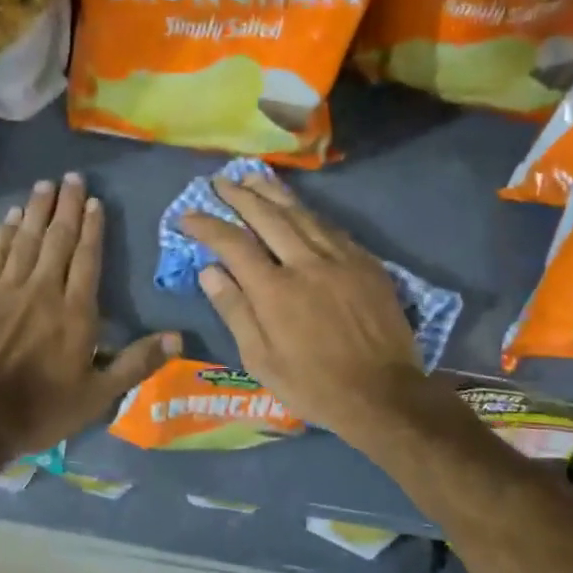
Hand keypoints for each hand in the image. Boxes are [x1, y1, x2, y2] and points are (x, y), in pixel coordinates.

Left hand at [0, 174, 176, 457]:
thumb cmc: (40, 410)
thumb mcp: (98, 396)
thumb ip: (137, 363)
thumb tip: (178, 337)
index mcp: (76, 313)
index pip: (88, 260)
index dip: (92, 229)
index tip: (94, 202)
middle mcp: (44, 291)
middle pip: (58, 240)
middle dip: (67, 207)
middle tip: (72, 178)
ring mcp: (6, 289)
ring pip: (26, 239)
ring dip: (37, 211)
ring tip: (45, 185)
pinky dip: (4, 232)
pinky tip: (11, 216)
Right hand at [181, 174, 445, 443]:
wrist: (384, 395)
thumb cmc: (313, 385)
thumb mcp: (261, 360)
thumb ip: (235, 310)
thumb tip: (209, 271)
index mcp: (275, 291)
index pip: (233, 244)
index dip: (207, 225)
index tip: (188, 215)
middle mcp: (307, 264)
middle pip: (268, 216)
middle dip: (239, 195)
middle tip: (220, 182)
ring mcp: (341, 260)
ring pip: (302, 214)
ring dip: (274, 192)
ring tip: (253, 177)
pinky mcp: (366, 264)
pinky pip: (331, 228)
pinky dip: (308, 213)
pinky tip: (298, 208)